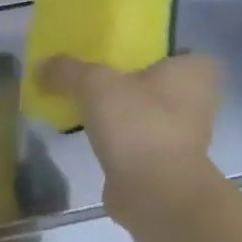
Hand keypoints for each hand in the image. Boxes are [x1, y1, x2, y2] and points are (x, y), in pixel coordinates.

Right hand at [38, 53, 223, 228]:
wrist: (154, 189)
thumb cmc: (137, 123)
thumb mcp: (93, 84)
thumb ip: (67, 70)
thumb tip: (43, 66)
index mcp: (195, 70)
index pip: (176, 52)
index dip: (148, 53)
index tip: (117, 59)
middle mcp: (199, 99)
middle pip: (156, 83)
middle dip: (128, 84)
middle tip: (91, 82)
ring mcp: (185, 133)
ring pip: (146, 112)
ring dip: (121, 113)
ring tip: (84, 110)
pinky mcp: (167, 161)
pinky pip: (138, 139)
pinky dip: (118, 139)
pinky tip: (91, 138)